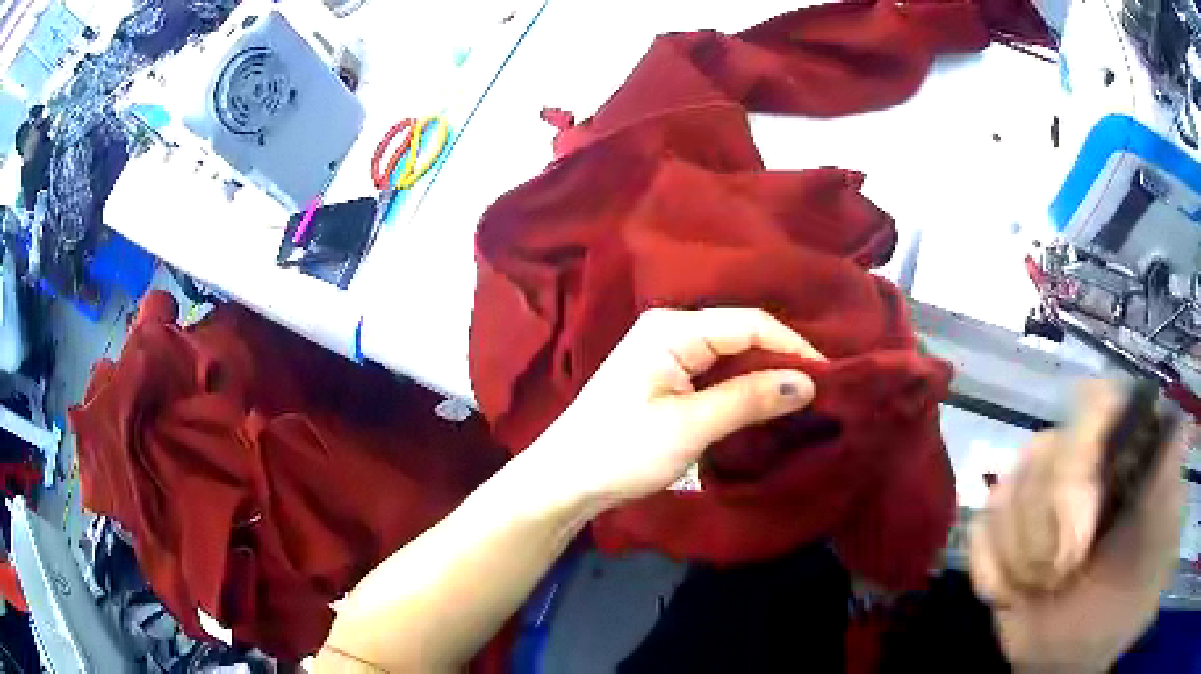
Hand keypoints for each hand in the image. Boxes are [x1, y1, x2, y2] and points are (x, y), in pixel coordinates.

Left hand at [526, 307, 822, 512]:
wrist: (565, 479)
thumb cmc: (621, 451)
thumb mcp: (689, 426)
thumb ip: (749, 399)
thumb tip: (808, 382)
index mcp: (672, 328)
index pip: (749, 324)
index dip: (793, 346)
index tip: (829, 377)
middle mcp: (671, 329)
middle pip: (742, 335)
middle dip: (781, 361)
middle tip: (822, 392)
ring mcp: (667, 353)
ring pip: (732, 355)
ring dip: (765, 376)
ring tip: (803, 399)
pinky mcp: (666, 377)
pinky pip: (717, 373)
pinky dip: (743, 388)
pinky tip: (766, 404)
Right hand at [969, 381, 1186, 671]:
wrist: (1098, 648)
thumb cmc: (1139, 582)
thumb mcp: (1165, 517)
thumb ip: (1169, 456)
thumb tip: (1162, 416)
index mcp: (1122, 442)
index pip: (1089, 405)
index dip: (1075, 468)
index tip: (1077, 544)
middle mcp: (1080, 461)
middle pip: (1039, 454)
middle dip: (1046, 528)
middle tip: (1066, 574)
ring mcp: (1038, 503)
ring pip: (1003, 493)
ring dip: (1021, 556)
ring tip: (1047, 588)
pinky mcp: (1006, 543)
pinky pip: (978, 533)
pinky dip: (992, 570)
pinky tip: (1014, 596)